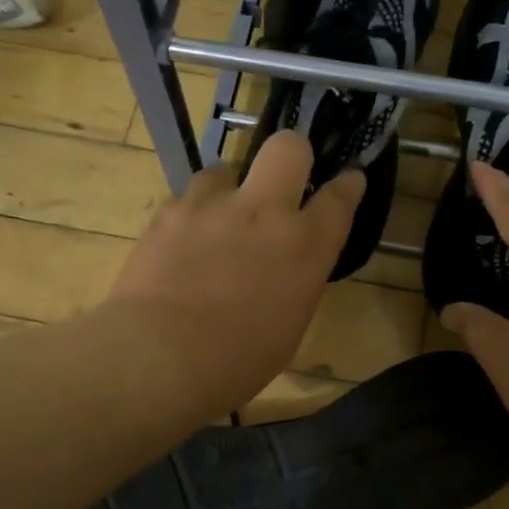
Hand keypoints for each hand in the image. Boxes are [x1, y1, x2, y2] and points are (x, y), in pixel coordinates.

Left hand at [107, 131, 364, 411]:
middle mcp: (265, 211)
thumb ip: (295, 279)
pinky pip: (188, 199)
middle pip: (288, 148)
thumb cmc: (237, 361)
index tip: (347, 180)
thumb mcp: (289, 325)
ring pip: (226, 169)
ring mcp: (214, 205)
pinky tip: (180, 246)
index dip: (347, 184)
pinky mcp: (170, 211)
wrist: (161, 356)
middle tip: (281, 180)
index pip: (340, 197)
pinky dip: (190, 217)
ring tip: (215, 225)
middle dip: (291, 155)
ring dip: (228, 192)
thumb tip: (285, 265)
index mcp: (305, 245)